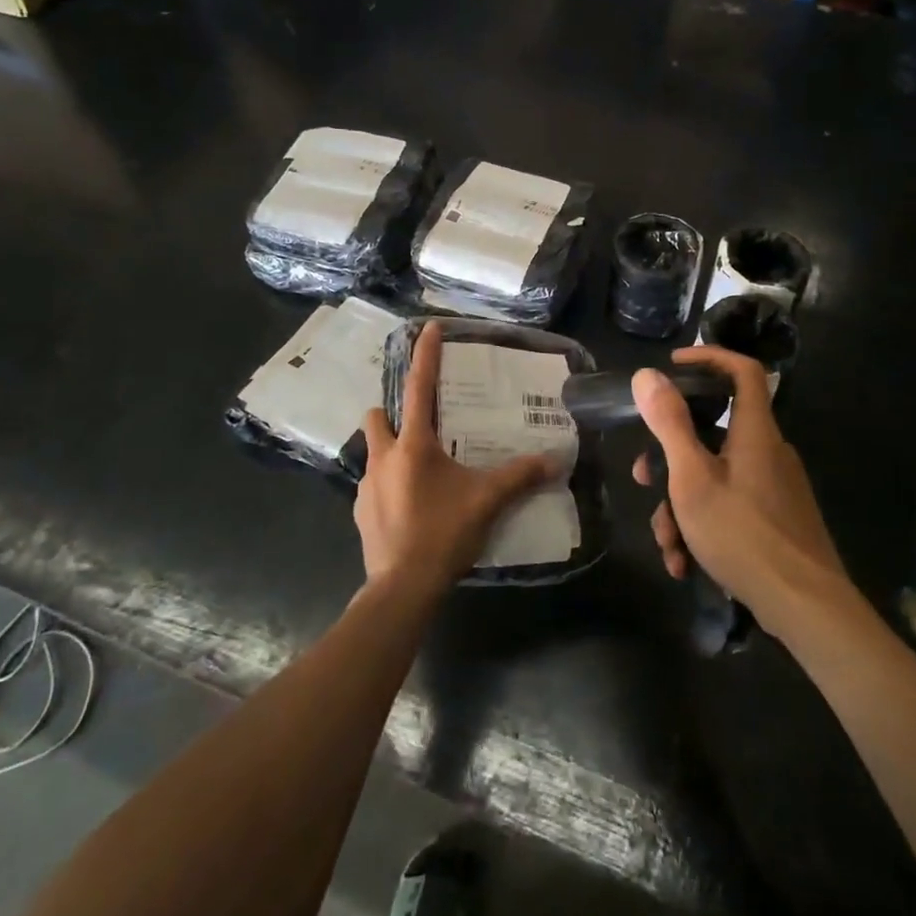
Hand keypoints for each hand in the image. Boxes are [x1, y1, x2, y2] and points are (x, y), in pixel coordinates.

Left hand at [356, 321, 556, 594]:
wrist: (402, 587)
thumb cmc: (443, 533)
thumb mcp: (487, 501)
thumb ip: (520, 476)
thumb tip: (555, 459)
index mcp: (412, 445)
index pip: (419, 388)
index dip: (425, 355)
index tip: (428, 328)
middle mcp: (383, 457)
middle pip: (376, 416)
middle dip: (391, 412)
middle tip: (419, 426)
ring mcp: (365, 486)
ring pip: (373, 452)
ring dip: (391, 452)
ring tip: (420, 472)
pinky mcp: (360, 512)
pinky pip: (373, 486)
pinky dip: (389, 486)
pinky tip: (410, 506)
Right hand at [631, 347, 847, 638]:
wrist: (806, 607)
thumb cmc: (744, 534)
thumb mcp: (693, 478)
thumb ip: (669, 424)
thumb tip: (646, 374)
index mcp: (755, 432)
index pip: (743, 371)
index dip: (709, 358)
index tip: (673, 366)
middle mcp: (768, 452)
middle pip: (713, 433)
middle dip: (671, 458)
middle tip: (643, 480)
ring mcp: (774, 487)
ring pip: (715, 478)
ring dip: (682, 507)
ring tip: (668, 546)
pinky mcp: (775, 518)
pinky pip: (730, 505)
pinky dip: (704, 526)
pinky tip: (686, 563)